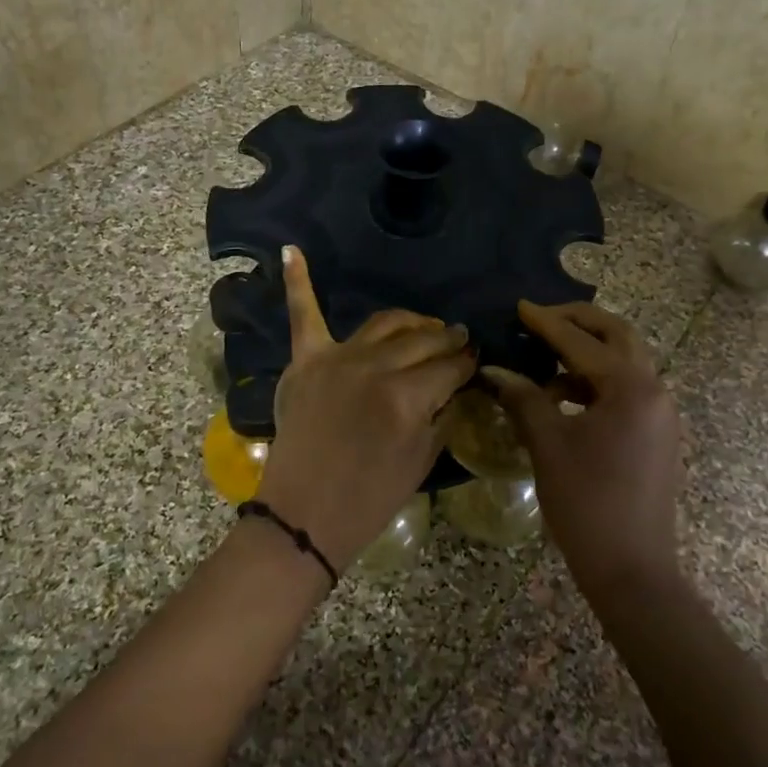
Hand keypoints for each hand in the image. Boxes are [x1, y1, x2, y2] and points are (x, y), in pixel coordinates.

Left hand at [256, 246, 477, 571]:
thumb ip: (444, 414)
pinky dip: (298, 281)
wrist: (304, 516)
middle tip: (460, 340)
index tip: (476, 360)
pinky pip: (303, 314)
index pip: (450, 366)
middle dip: (448, 339)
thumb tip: (459, 383)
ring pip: (385, 323)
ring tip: (426, 325)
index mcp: (408, 398)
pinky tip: (290, 250)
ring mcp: (337, 359)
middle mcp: (375, 368)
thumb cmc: (369, 499)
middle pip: (423, 341)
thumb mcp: (422, 461)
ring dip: (411, 321)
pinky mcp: (306, 361)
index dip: (468, 362)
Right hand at [485, 301, 681, 598]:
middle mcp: (654, 390)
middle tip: (540, 319)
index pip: (582, 342)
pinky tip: (562, 397)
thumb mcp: (548, 446)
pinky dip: (594, 382)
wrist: (632, 571)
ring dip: (586, 352)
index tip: (519, 306)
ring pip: (624, 362)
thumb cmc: (587, 504)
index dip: (546, 323)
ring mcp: (660, 413)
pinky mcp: (656, 434)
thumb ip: (523, 399)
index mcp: (631, 388)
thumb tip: (495, 370)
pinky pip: (626, 389)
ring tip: (543, 358)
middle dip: (578, 322)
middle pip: (617, 336)